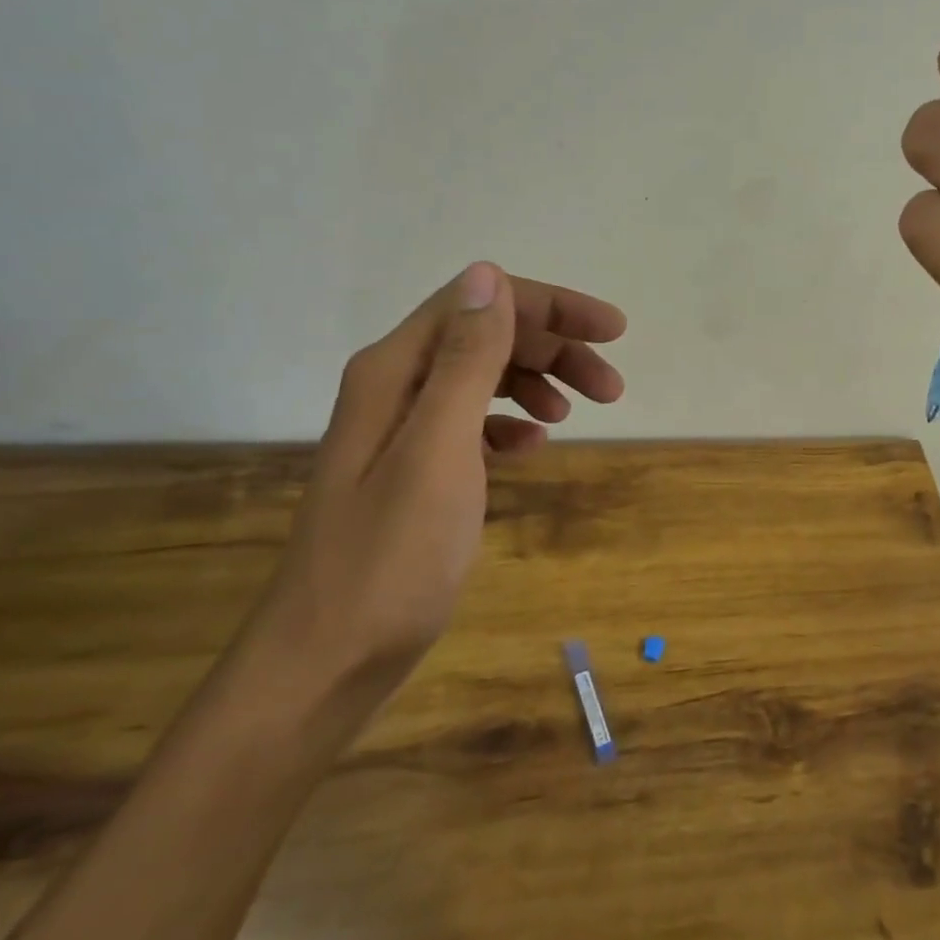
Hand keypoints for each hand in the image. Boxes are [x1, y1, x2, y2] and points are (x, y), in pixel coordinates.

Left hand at [266, 262, 625, 677]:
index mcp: (395, 370)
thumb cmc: (390, 558)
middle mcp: (394, 387)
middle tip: (612, 386)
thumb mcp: (438, 450)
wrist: (327, 663)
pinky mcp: (412, 471)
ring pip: (484, 378)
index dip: (551, 306)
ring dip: (537, 383)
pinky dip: (510, 424)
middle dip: (554, 348)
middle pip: (486, 336)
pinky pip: (472, 423)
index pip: (480, 302)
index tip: (613, 331)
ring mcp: (401, 431)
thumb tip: (487, 275)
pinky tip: (533, 447)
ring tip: (581, 412)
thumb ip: (465, 360)